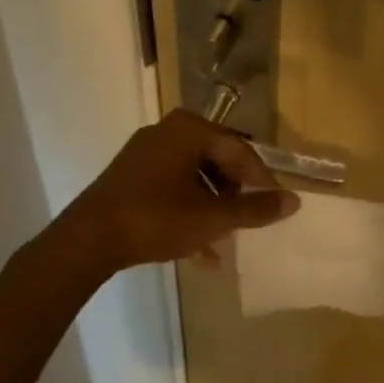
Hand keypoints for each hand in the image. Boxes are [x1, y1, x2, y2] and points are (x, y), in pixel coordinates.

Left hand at [55, 110, 299, 274]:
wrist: (88, 239)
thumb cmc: (157, 218)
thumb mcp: (212, 218)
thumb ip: (255, 210)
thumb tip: (295, 201)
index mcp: (189, 130)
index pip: (238, 150)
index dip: (261, 180)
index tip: (275, 205)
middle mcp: (167, 132)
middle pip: (216, 161)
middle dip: (233, 194)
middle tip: (248, 220)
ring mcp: (145, 154)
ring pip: (193, 178)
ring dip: (212, 207)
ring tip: (224, 240)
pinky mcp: (130, 176)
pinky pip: (171, 188)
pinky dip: (188, 212)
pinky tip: (200, 252)